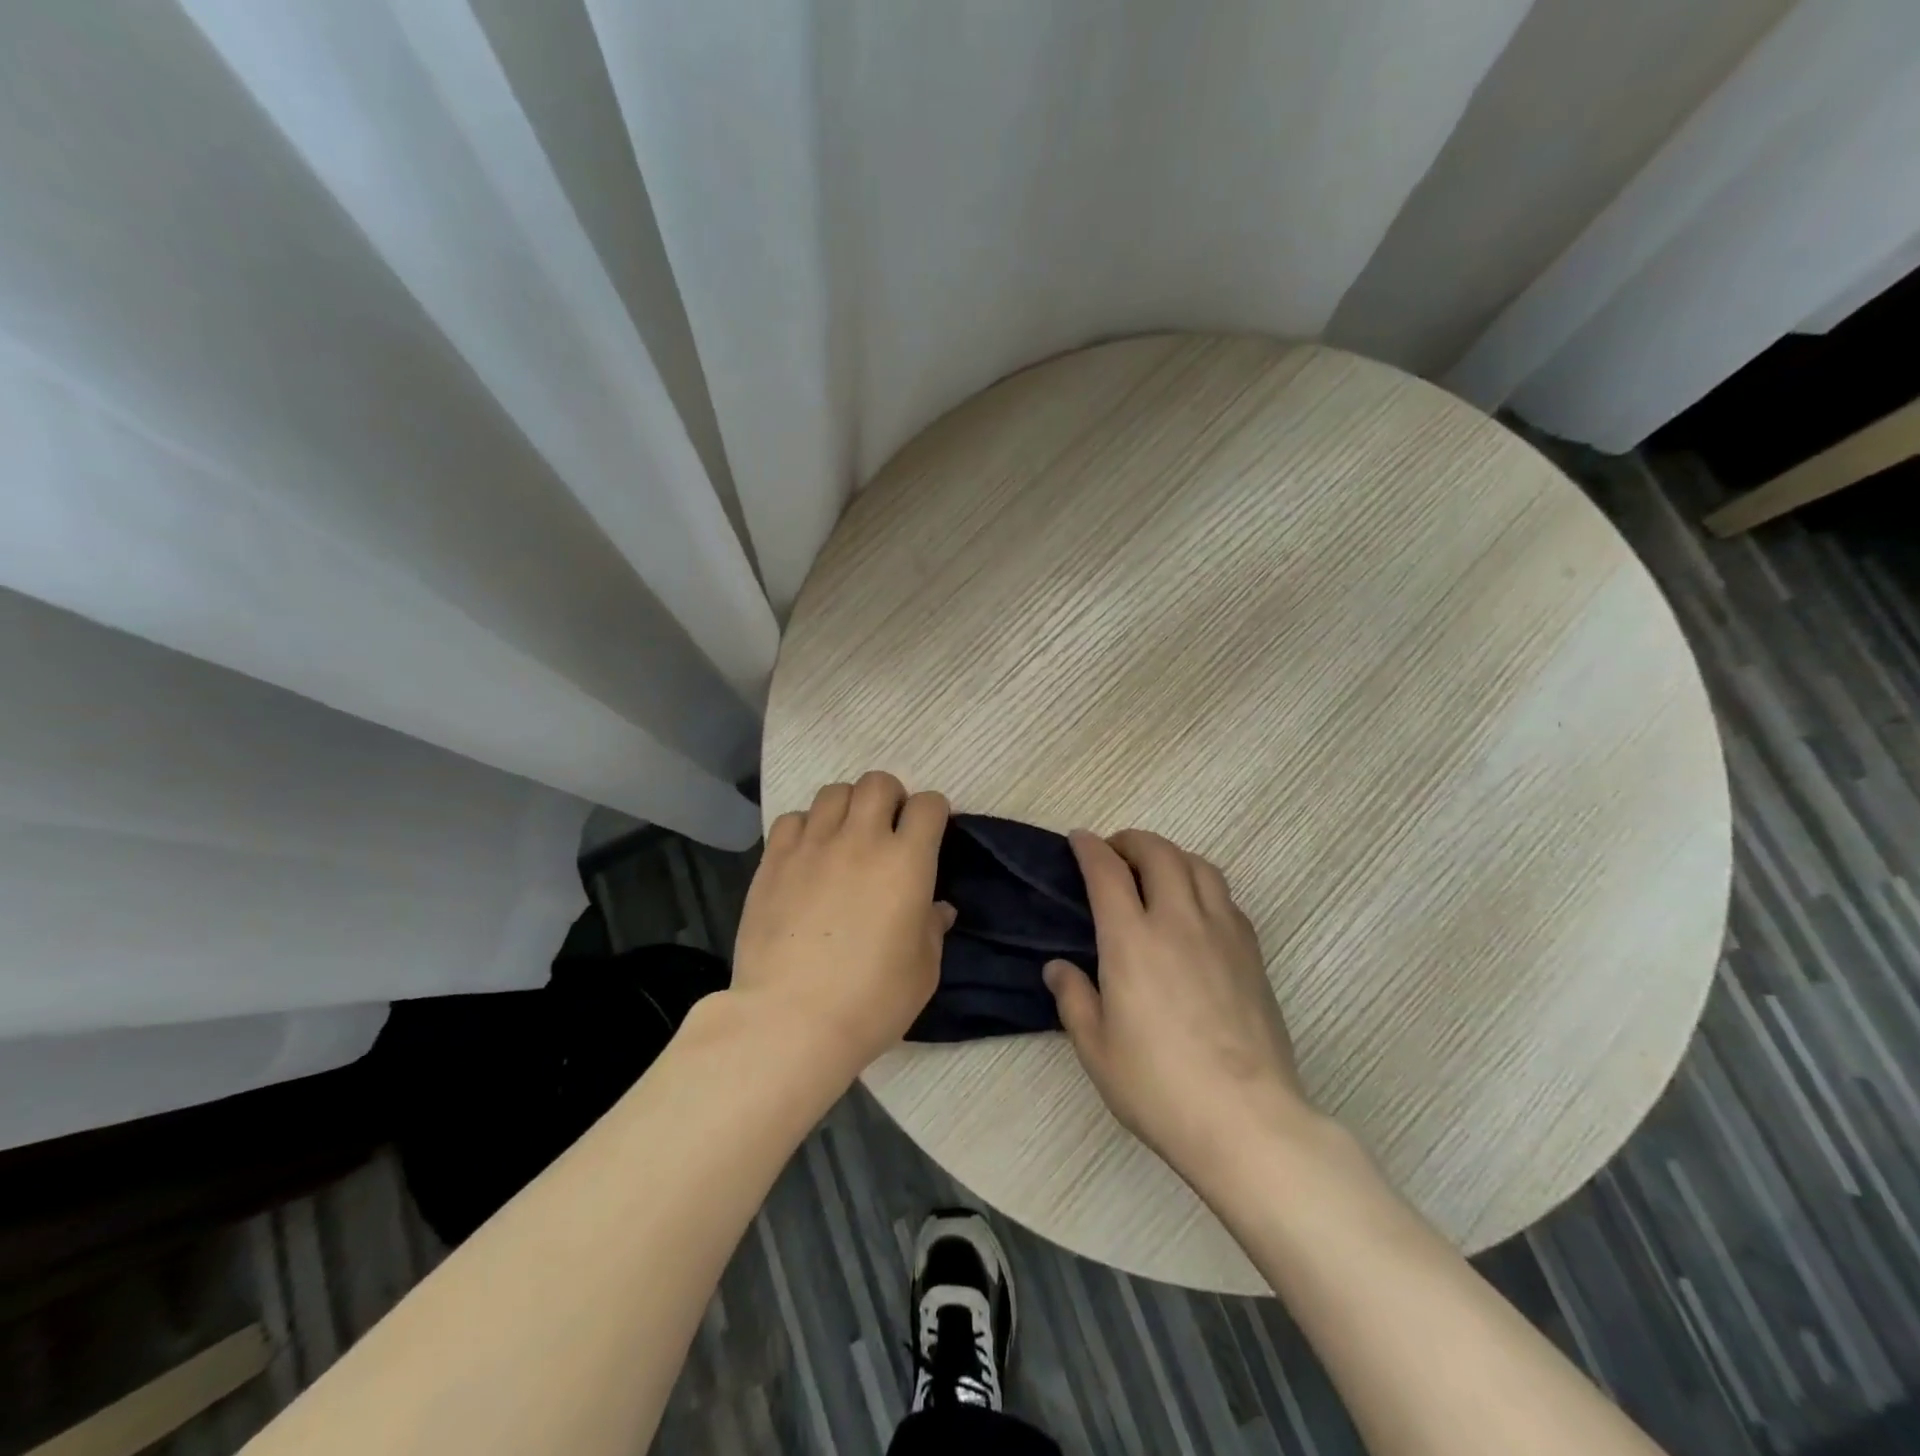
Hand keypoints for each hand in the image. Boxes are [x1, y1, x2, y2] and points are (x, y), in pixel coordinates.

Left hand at [733, 772, 953, 1077]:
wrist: (790, 1020)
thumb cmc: (870, 1001)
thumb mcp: (922, 971)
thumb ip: (932, 929)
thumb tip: (937, 908)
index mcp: (907, 862)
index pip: (928, 804)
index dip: (934, 812)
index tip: (930, 831)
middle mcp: (861, 840)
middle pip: (878, 782)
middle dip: (890, 796)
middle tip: (888, 827)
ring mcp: (813, 846)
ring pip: (834, 792)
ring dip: (848, 806)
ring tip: (845, 836)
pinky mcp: (774, 860)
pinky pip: (793, 818)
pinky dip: (807, 826)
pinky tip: (807, 854)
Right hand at [1043, 829, 1314, 1192]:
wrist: (1245, 1119)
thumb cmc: (1158, 1086)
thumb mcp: (1096, 1049)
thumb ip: (1073, 998)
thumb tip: (1058, 967)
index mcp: (1131, 940)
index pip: (1108, 871)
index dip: (1090, 848)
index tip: (1079, 839)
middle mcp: (1177, 922)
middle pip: (1159, 853)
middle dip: (1132, 841)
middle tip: (1115, 853)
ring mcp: (1222, 933)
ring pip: (1199, 866)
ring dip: (1171, 856)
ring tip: (1156, 871)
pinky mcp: (1252, 953)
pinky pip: (1225, 897)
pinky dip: (1202, 885)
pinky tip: (1195, 910)